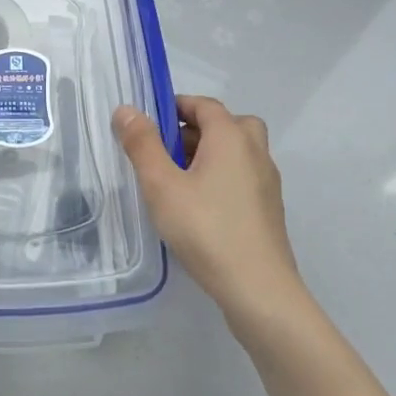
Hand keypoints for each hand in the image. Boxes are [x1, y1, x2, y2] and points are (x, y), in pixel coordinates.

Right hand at [112, 95, 309, 329]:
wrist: (259, 290)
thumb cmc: (206, 229)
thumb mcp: (162, 185)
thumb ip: (142, 144)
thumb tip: (126, 110)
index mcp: (231, 137)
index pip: (205, 105)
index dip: (177, 106)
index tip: (150, 123)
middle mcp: (255, 152)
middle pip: (227, 124)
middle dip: (196, 130)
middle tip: (167, 151)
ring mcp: (267, 182)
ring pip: (238, 152)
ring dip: (210, 154)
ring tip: (178, 181)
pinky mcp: (269, 210)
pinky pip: (243, 177)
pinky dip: (222, 178)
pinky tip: (200, 207)